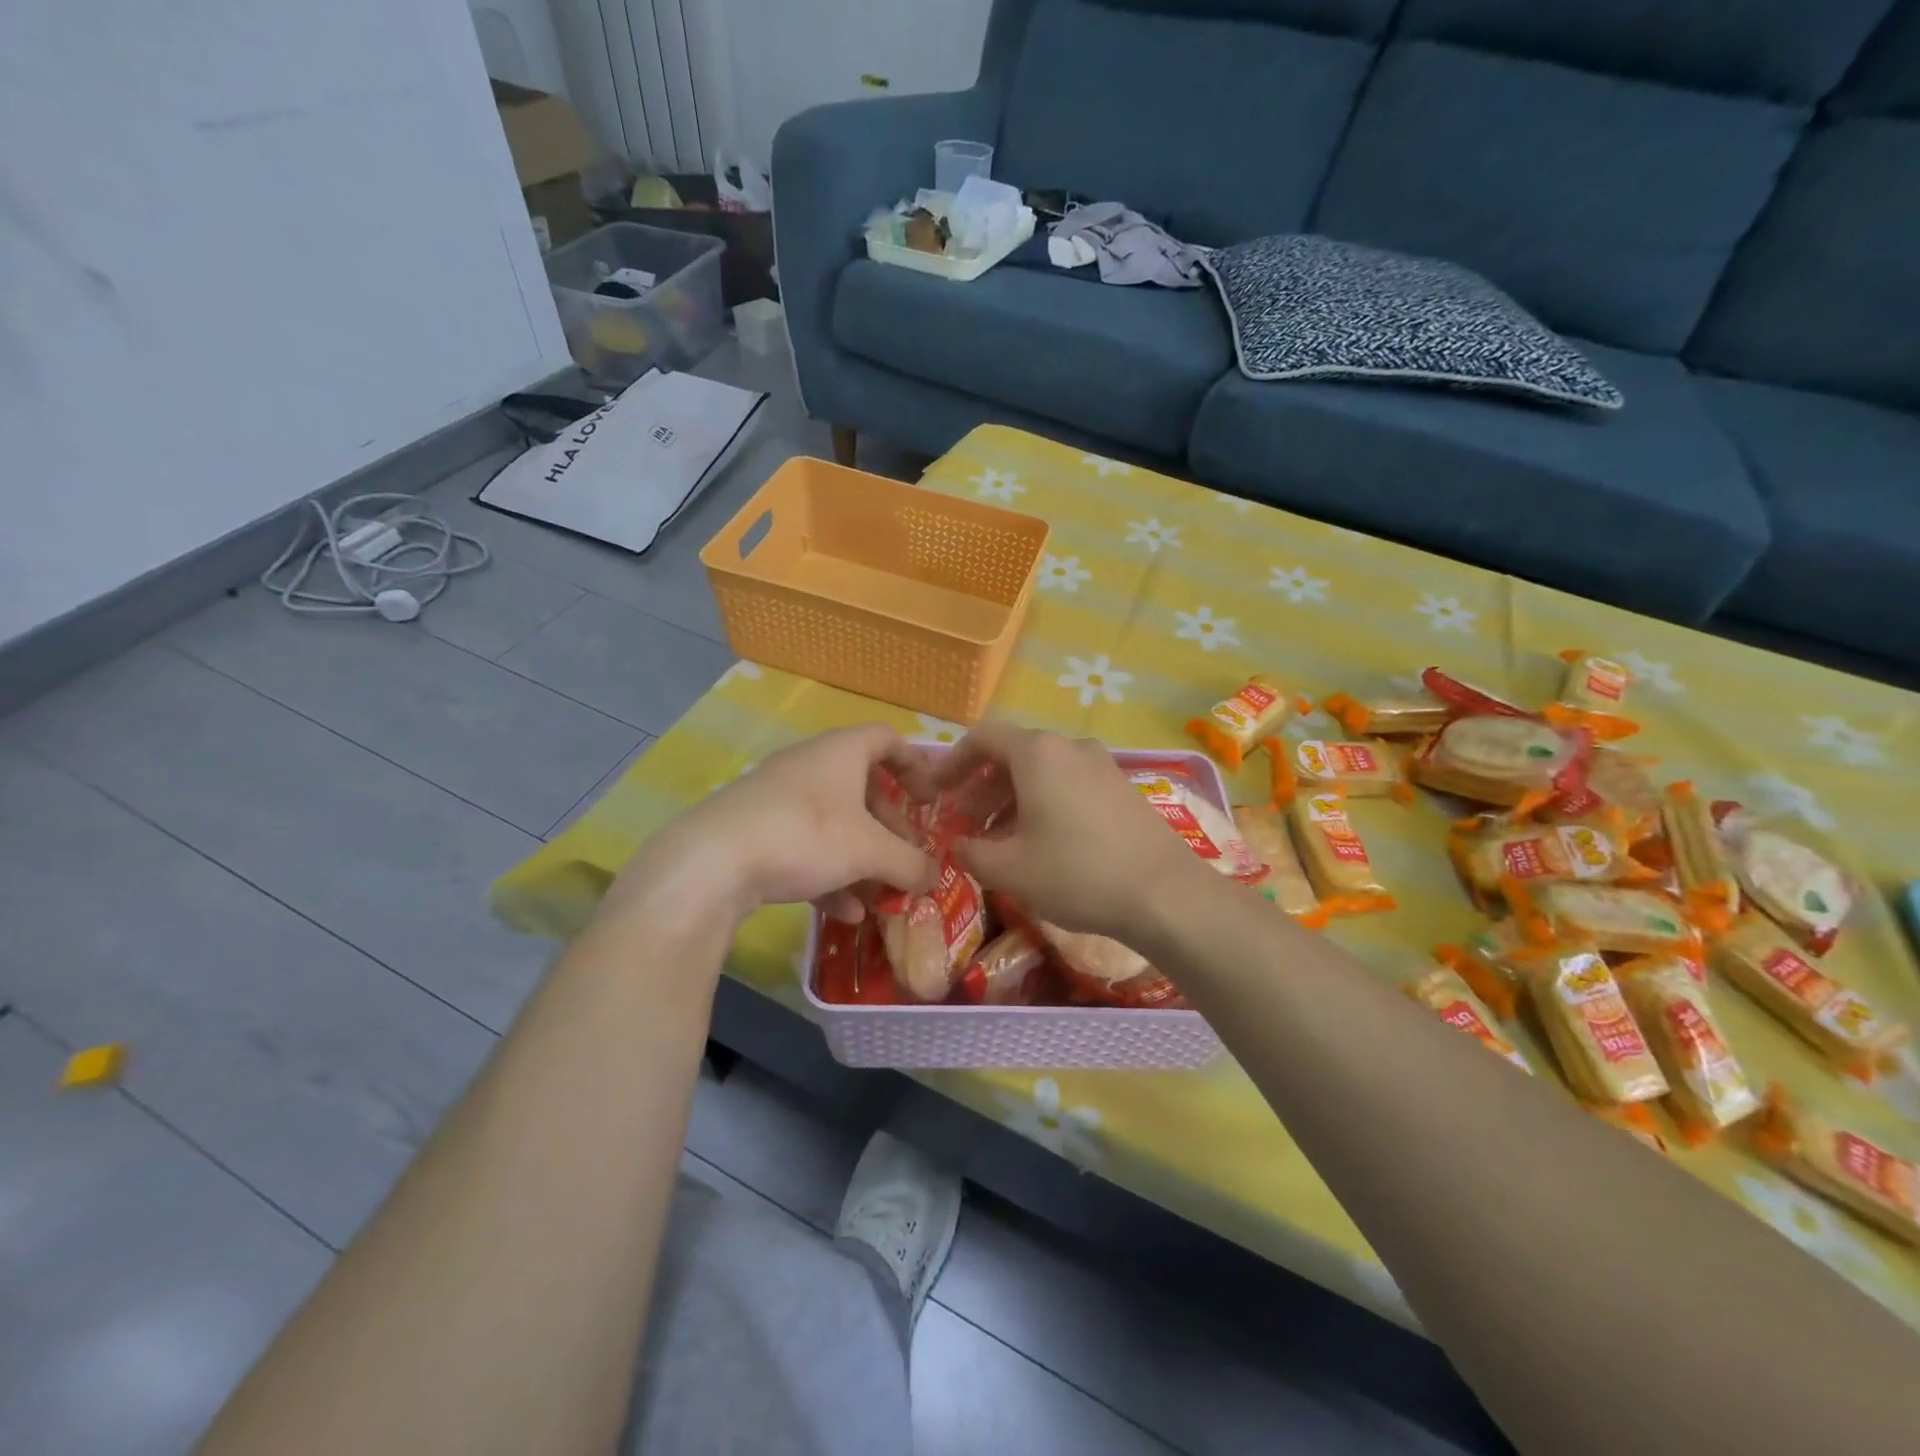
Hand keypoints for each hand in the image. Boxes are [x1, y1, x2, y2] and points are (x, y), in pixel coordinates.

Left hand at [606, 725, 938, 925]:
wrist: (713, 862)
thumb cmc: (806, 835)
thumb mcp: (870, 851)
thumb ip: (910, 863)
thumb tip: (937, 877)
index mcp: (841, 752)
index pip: (887, 740)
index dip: (915, 765)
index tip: (931, 800)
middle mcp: (810, 766)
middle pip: (862, 788)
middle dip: (890, 826)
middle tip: (908, 857)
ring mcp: (779, 798)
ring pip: (834, 823)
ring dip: (862, 857)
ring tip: (883, 894)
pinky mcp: (756, 831)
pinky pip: (805, 847)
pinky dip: (830, 874)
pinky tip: (845, 913)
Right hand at [934, 724, 1198, 940]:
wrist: (1164, 894)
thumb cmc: (1076, 874)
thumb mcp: (1010, 869)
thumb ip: (971, 851)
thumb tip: (958, 844)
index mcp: (1037, 753)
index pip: (982, 738)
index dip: (952, 762)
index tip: (937, 792)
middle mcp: (1070, 747)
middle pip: (1013, 755)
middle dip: (981, 787)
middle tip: (965, 823)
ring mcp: (1101, 765)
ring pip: (1042, 771)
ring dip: (1011, 799)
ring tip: (998, 840)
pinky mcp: (1121, 787)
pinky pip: (1069, 784)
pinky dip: (1043, 803)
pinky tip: (1040, 843)